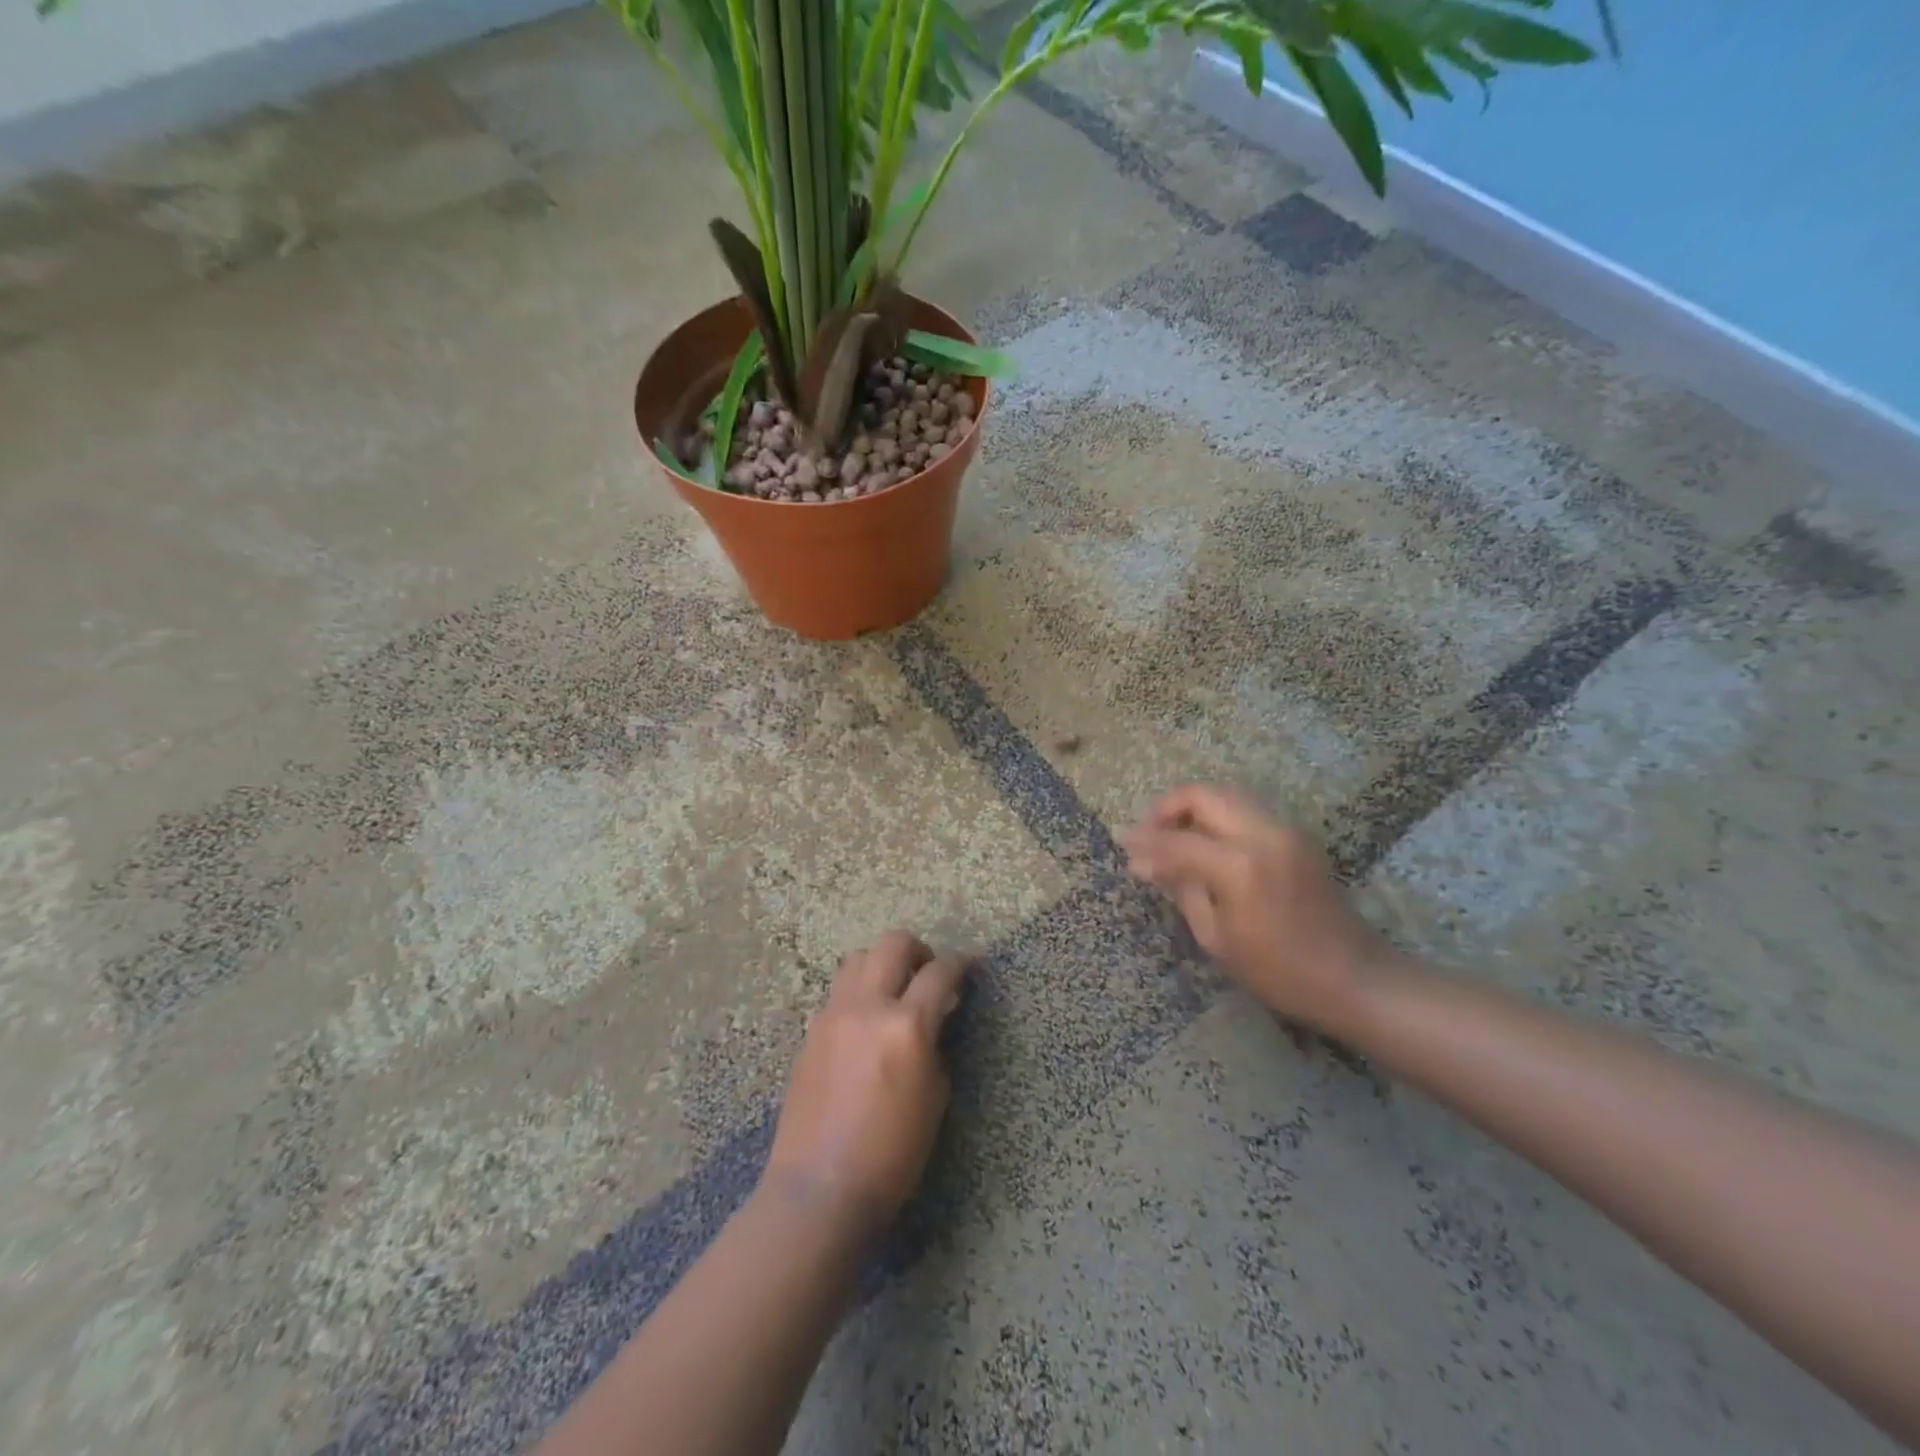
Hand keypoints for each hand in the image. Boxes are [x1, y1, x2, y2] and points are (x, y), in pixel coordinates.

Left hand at [763, 931, 966, 1235]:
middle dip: (919, 950)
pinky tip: (867, 1022)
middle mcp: (868, 1007)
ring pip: (859, 958)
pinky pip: (840, 991)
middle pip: (893, 944)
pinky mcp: (812, 1030)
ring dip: (883, 963)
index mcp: (906, 1026)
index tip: (970, 966)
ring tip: (895, 992)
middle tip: (929, 974)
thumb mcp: (934, 1100)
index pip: (940, 973)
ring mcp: (834, 1014)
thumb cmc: (891, 1155)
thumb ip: (936, 1047)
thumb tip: (934, 1021)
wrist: (819, 1188)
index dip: (961, 964)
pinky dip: (860, 991)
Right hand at [1122, 785, 1388, 1032]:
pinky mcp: (1296, 836)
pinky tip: (1206, 846)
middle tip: (1149, 835)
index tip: (1122, 843)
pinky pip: (1246, 811)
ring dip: (1194, 810)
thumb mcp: (1217, 938)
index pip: (1177, 839)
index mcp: (1239, 865)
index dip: (1144, 840)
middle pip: (1203, 794)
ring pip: (1226, 796)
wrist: (1355, 977)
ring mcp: (1284, 830)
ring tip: (1174, 840)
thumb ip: (1182, 889)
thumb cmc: (1280, 971)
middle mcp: (1263, 833)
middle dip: (1168, 808)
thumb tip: (1148, 863)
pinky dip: (1218, 818)